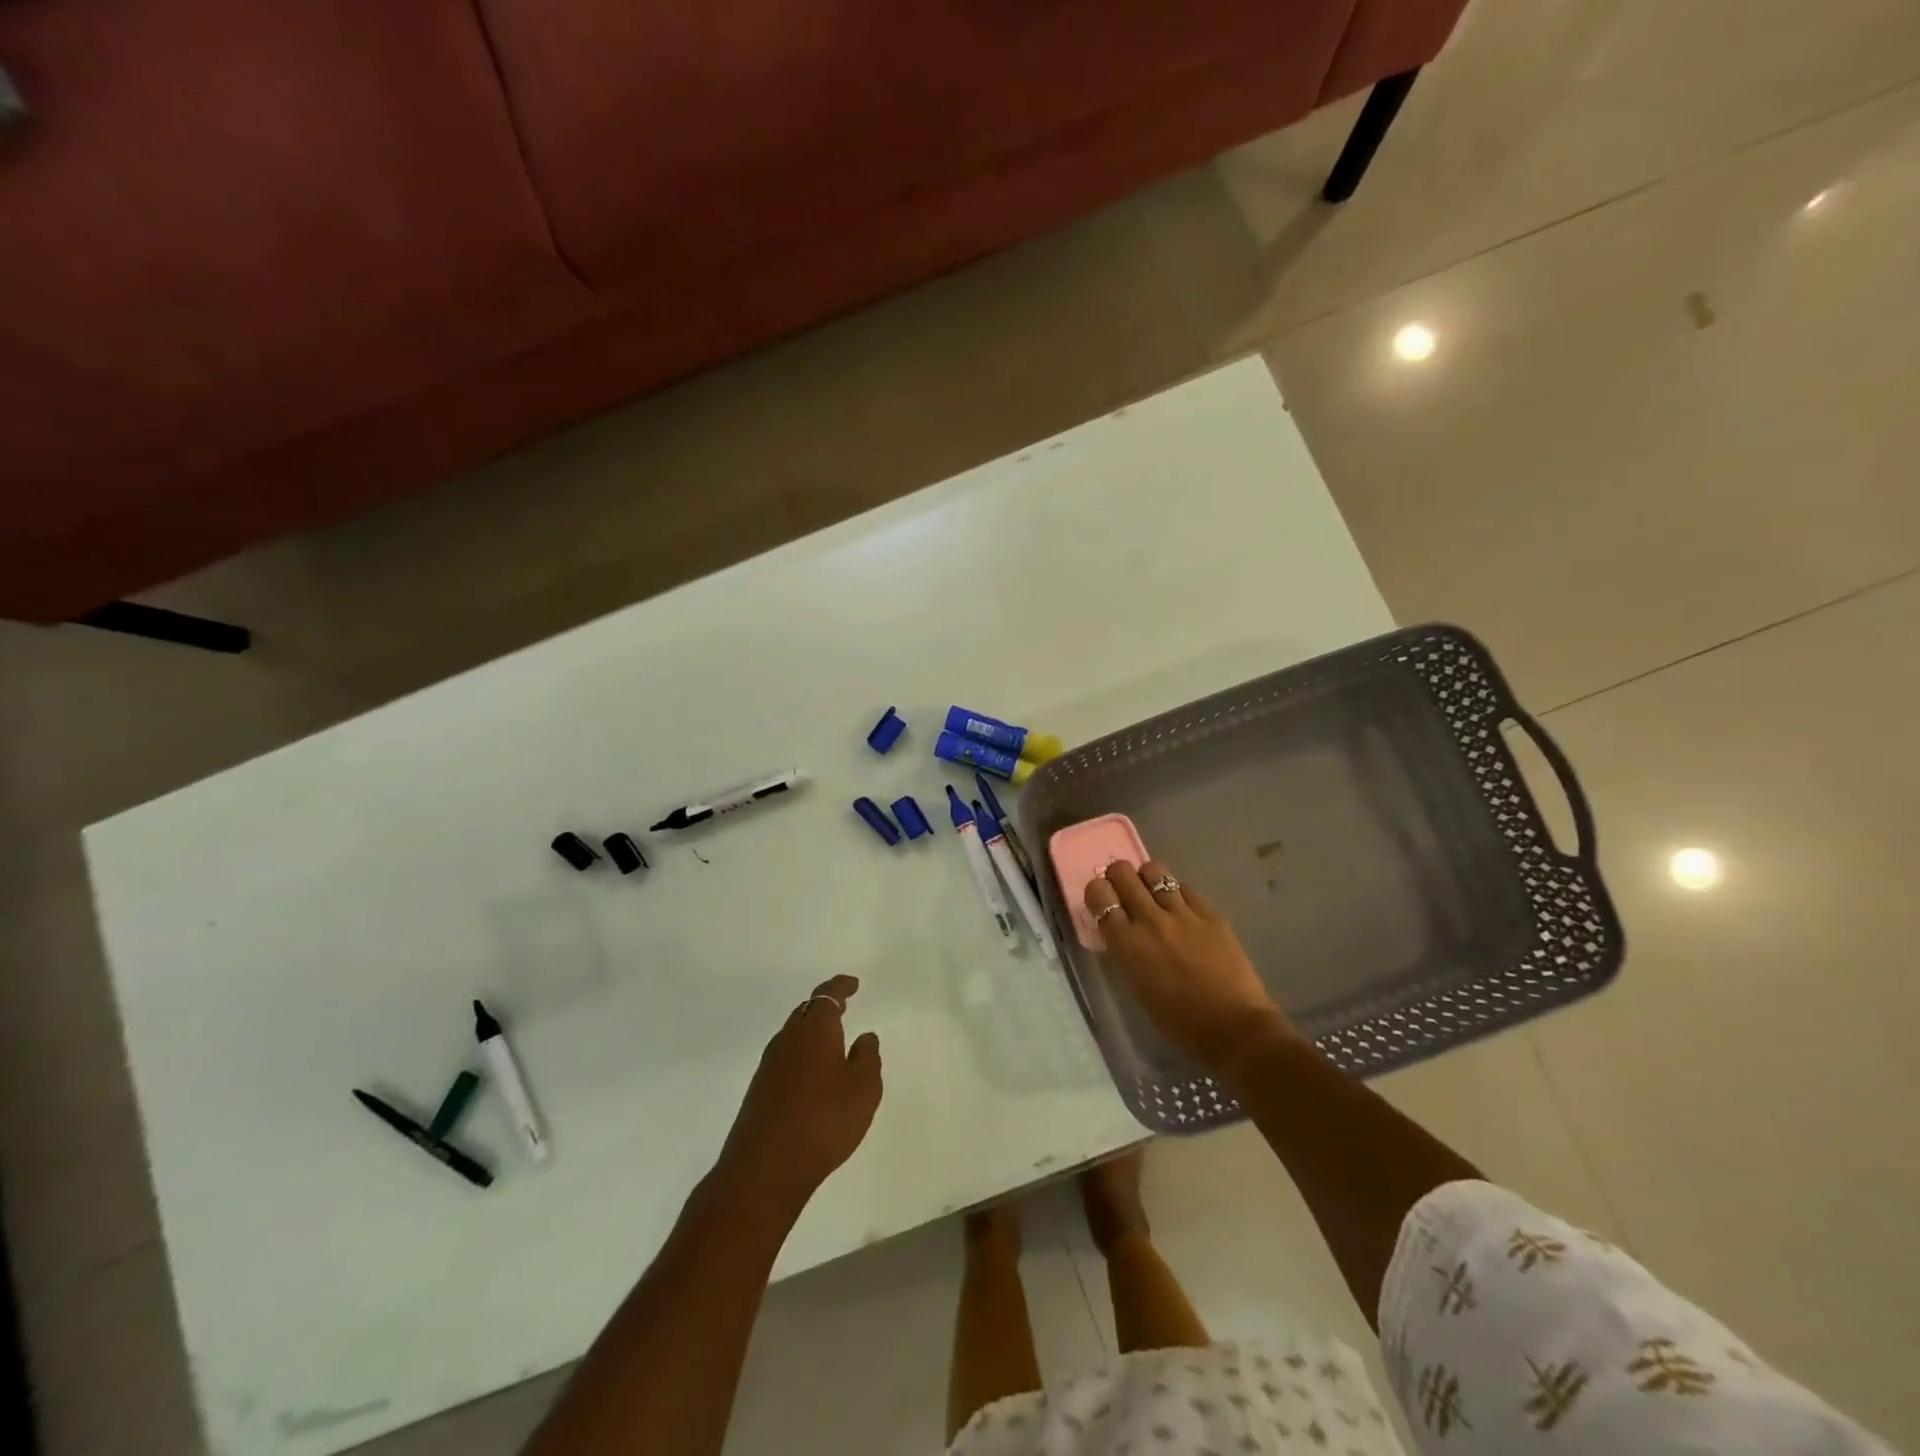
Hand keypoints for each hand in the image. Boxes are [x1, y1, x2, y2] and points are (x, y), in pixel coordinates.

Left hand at [715, 975, 882, 1211]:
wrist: (765, 1168)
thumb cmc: (824, 1120)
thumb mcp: (863, 1089)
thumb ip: (868, 1058)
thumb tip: (865, 1037)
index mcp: (815, 1029)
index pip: (827, 994)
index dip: (840, 986)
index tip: (853, 984)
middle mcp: (788, 1039)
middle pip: (806, 1012)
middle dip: (824, 1007)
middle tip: (843, 1008)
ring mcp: (769, 1065)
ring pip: (793, 1036)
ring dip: (811, 1033)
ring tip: (831, 1043)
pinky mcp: (758, 1091)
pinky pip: (785, 1059)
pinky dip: (801, 1057)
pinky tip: (812, 1078)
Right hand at [1084, 861, 1293, 1070]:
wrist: (1233, 1028)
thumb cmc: (1178, 1022)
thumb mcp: (1136, 985)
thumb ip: (1125, 950)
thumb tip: (1122, 930)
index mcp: (1126, 943)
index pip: (1099, 894)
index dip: (1098, 892)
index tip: (1103, 900)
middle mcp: (1149, 919)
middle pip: (1123, 872)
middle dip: (1119, 877)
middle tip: (1125, 891)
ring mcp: (1182, 913)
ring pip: (1154, 871)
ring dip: (1148, 879)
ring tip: (1154, 894)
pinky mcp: (1210, 913)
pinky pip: (1186, 888)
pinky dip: (1178, 893)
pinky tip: (1183, 909)